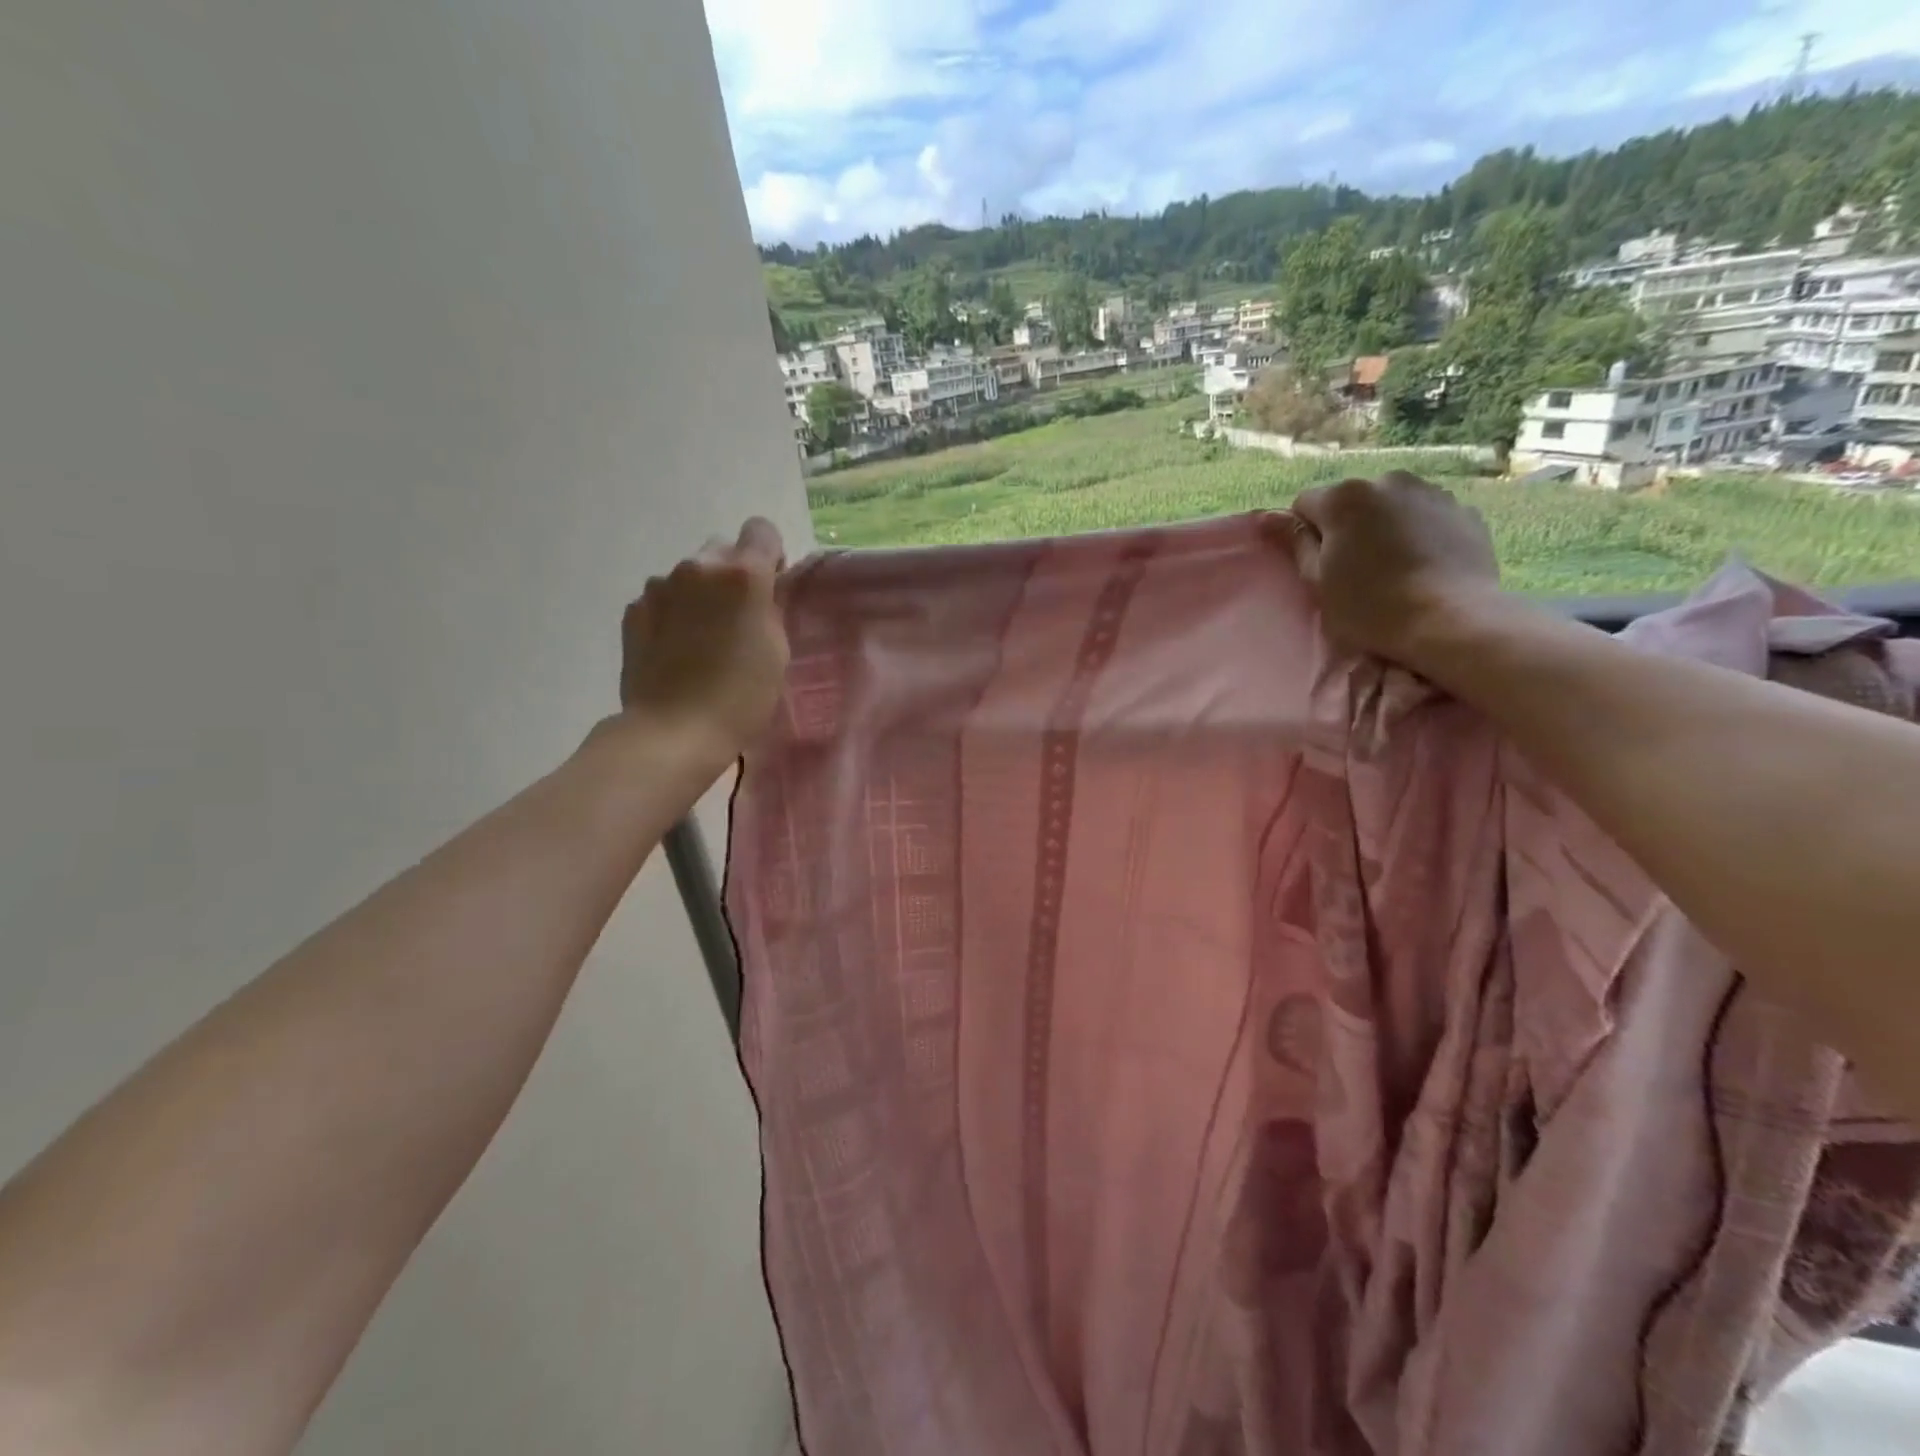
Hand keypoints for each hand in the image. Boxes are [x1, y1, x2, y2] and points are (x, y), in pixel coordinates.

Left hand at [619, 518, 789, 759]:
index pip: (761, 530)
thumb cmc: (741, 696)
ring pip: (689, 575)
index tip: (770, 588)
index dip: (769, 555)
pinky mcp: (633, 610)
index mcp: (742, 574)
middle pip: (722, 549)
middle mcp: (698, 567)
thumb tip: (755, 595)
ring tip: (702, 640)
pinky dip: (672, 614)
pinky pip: (662, 599)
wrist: (674, 731)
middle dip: (732, 575)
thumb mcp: (776, 651)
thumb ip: (768, 609)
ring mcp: (659, 587)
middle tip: (736, 620)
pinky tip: (676, 651)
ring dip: (699, 594)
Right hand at [1280, 472, 1499, 667]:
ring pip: (1391, 506)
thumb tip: (1269, 517)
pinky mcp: (1465, 511)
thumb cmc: (1370, 606)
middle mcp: (1388, 481)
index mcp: (1344, 497)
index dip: (1305, 533)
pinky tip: (1423, 565)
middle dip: (1348, 526)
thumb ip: (1295, 542)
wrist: (1450, 620)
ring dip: (1385, 527)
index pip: (1305, 503)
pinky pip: (1427, 516)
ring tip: (1393, 567)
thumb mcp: (1317, 580)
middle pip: (1352, 501)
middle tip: (1354, 569)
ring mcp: (1432, 492)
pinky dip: (1420, 533)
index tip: (1317, 563)